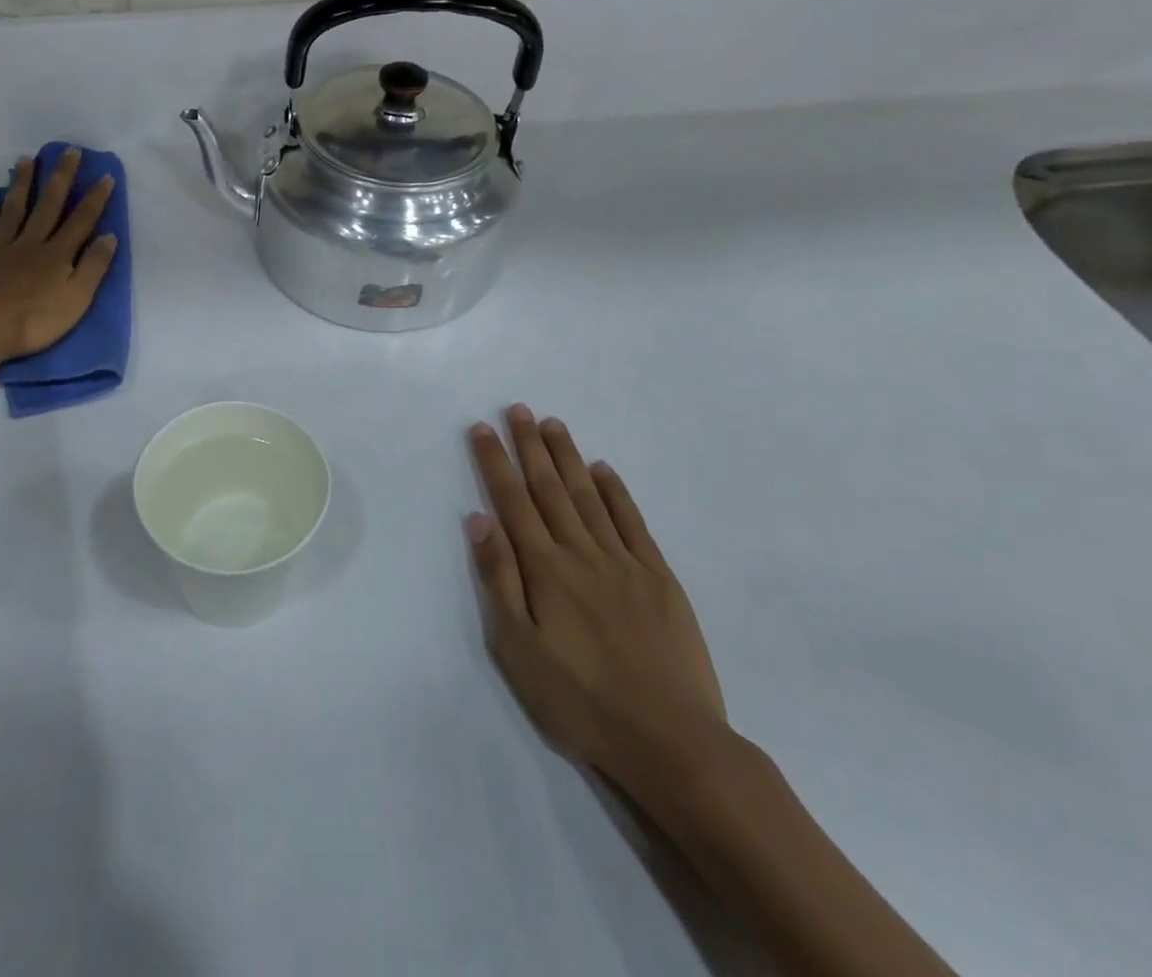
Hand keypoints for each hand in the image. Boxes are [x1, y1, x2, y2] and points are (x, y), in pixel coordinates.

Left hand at [0, 149, 117, 361]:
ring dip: (22, 184)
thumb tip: (109, 236)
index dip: (95, 198)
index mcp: (57, 255)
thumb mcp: (76, 300)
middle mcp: (29, 243)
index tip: (105, 175)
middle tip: (69, 151)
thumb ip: (93, 267)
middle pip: (48, 205)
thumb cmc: (32, 322)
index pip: (81, 221)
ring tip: (27, 160)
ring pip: (13, 209)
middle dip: (60, 177)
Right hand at [466, 406, 728, 794]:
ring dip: (568, 457)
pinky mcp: (659, 579)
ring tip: (552, 423)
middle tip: (517, 409)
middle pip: (549, 488)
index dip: (495, 461)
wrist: (672, 742)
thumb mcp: (518, 649)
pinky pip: (633, 523)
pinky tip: (604, 470)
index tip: (482, 428)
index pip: (512, 501)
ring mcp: (624, 563)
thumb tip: (479, 519)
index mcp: (544, 569)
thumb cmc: (580, 701)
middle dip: (529, 446)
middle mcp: (581, 553)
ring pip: (589, 496)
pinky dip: (616, 492)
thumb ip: (498, 579)